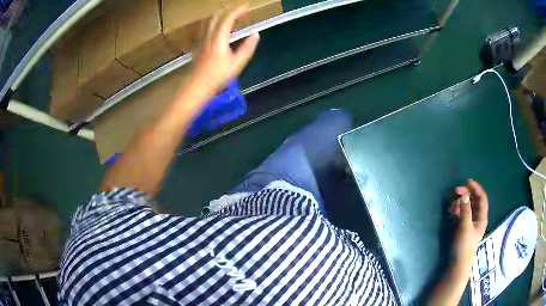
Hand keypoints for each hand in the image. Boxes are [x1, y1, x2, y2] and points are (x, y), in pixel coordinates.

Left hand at [192, 5, 259, 89]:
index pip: (228, 18)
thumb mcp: (237, 63)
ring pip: (208, 22)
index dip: (238, 10)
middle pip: (215, 17)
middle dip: (228, 11)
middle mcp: (209, 36)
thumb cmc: (218, 77)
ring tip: (229, 19)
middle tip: (239, 12)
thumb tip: (255, 34)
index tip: (247, 6)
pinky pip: (205, 30)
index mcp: (219, 38)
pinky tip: (216, 31)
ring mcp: (202, 41)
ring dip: (219, 17)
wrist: (197, 87)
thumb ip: (247, 48)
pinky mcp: (198, 47)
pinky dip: (213, 25)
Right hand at [449, 179, 488, 265]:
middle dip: (467, 194)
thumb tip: (464, 194)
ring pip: (468, 207)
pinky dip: (458, 210)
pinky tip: (452, 210)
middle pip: (475, 201)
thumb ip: (465, 210)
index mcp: (482, 217)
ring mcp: (471, 223)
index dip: (476, 188)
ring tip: (453, 203)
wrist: (458, 263)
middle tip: (456, 191)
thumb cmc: (464, 245)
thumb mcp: (465, 226)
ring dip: (461, 202)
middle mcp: (478, 218)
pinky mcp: (464, 228)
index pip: (482, 198)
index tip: (467, 181)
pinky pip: (463, 214)